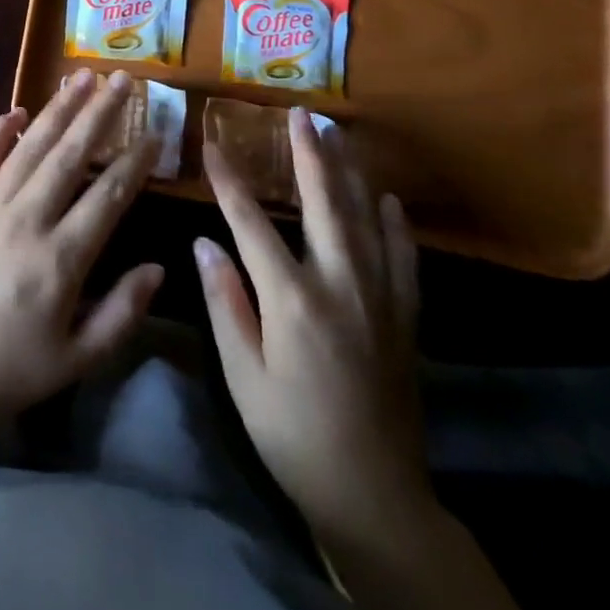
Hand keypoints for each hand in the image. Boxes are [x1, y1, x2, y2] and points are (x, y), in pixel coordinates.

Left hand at [0, 69, 165, 421]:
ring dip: (57, 109)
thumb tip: (159, 268)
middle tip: (123, 79)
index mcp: (60, 259)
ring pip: (29, 147)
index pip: (107, 197)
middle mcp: (25, 220)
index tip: (154, 134)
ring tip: (81, 77)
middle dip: (100, 114)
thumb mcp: (77, 359)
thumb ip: (122, 313)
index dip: (134, 163)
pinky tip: (17, 111)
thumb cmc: (10, 369)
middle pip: (69, 156)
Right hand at [196, 108, 431, 546]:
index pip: (251, 222)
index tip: (213, 144)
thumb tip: (204, 242)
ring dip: (350, 173)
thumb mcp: (243, 376)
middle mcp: (340, 285)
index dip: (230, 180)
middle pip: (323, 204)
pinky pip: (403, 258)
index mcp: (292, 299)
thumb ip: (225, 303)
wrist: (375, 496)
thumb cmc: (292, 434)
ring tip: (338, 135)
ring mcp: (379, 298)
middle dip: (309, 155)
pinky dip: (395, 224)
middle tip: (301, 113)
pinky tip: (388, 199)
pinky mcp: (404, 317)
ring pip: (365, 219)